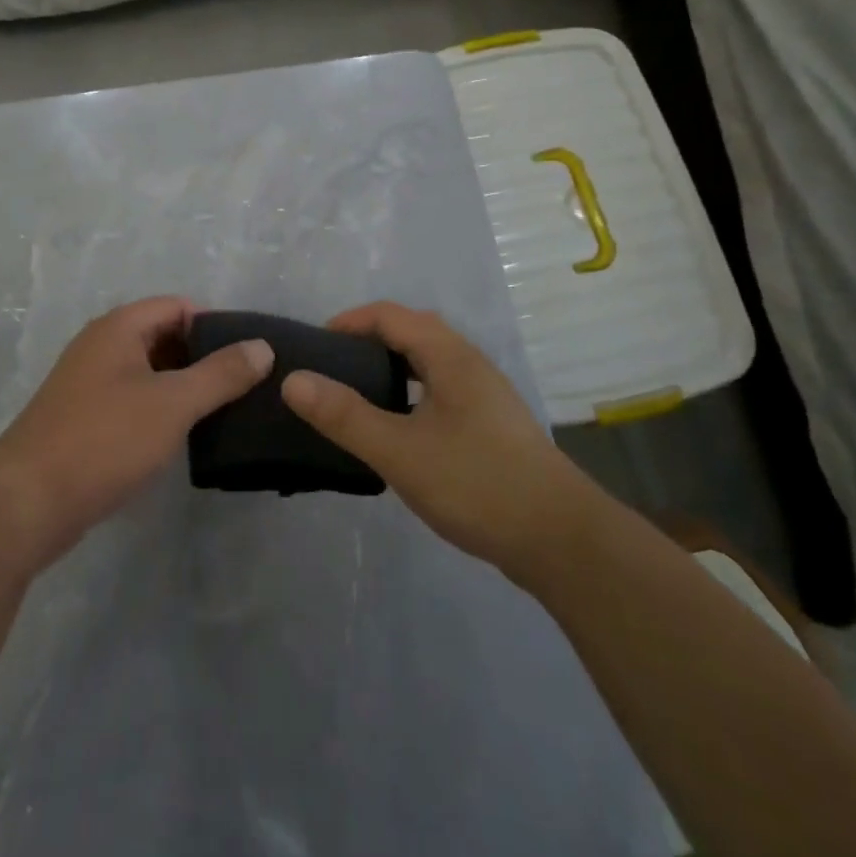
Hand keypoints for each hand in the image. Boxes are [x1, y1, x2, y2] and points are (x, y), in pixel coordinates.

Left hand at [0, 297, 273, 569]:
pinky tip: (186, 435)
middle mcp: (101, 346)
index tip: (250, 355)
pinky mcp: (84, 419)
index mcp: (118, 328)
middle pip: (163, 337)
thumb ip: (220, 374)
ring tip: (227, 411)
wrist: (27, 502)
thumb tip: (262, 346)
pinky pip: (133, 400)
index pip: (178, 306)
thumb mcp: (172, 403)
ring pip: (149, 372)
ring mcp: (89, 384)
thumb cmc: (104, 440)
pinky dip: (161, 409)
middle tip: (247, 385)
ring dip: (184, 386)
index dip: (216, 325)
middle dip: (203, 357)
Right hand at [280, 302, 592, 573]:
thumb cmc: (477, 483)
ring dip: (392, 367)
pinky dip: (411, 393)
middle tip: (332, 368)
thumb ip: (344, 416)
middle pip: (413, 332)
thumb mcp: (400, 451)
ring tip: (357, 395)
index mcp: (450, 356)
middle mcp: (470, 364)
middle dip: (369, 340)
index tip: (314, 345)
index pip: (391, 315)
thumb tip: (292, 380)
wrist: (562, 541)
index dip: (349, 321)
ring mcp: (486, 396)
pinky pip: (441, 390)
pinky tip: (399, 429)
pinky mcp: (493, 426)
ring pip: (430, 363)